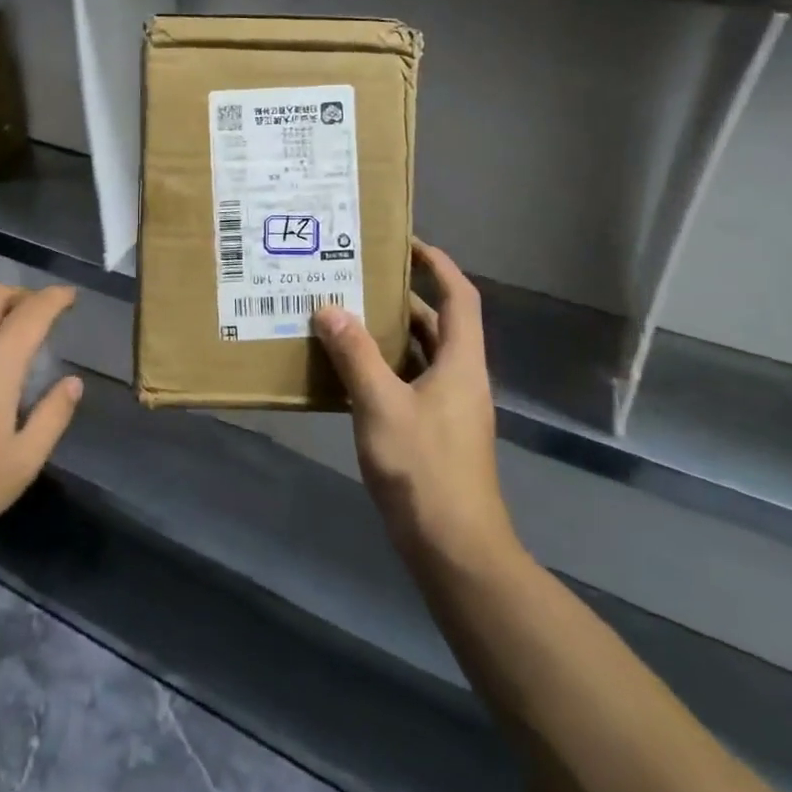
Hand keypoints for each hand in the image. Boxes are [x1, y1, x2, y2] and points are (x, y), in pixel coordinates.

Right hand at [312, 241, 516, 572]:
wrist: (453, 548)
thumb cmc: (424, 469)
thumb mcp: (382, 406)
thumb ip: (355, 355)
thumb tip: (330, 309)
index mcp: (460, 363)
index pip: (459, 297)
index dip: (438, 265)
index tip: (405, 243)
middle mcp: (459, 378)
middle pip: (435, 324)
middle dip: (399, 299)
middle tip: (355, 279)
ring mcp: (447, 408)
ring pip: (417, 355)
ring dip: (385, 335)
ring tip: (342, 316)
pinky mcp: (431, 432)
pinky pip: (405, 383)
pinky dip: (380, 369)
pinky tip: (344, 371)